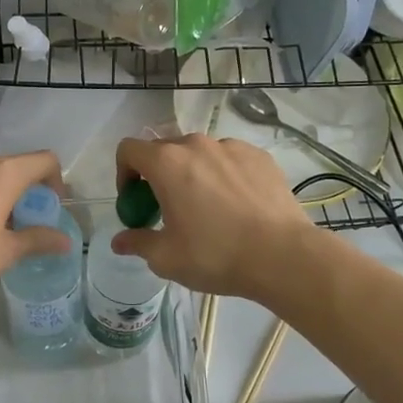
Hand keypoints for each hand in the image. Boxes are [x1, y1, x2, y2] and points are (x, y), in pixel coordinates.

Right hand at [111, 134, 315, 299]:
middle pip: (164, 150)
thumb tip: (120, 241)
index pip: (129, 150)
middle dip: (158, 176)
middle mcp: (197, 145)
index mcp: (167, 163)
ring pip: (200, 154)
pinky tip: (237, 206)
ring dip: (192, 174)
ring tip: (207, 209)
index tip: (135, 201)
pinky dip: (224, 175)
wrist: (283, 256)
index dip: (124, 173)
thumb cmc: (216, 255)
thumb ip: (138, 243)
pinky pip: (229, 159)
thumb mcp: (167, 258)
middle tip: (167, 209)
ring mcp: (232, 147)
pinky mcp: (260, 156)